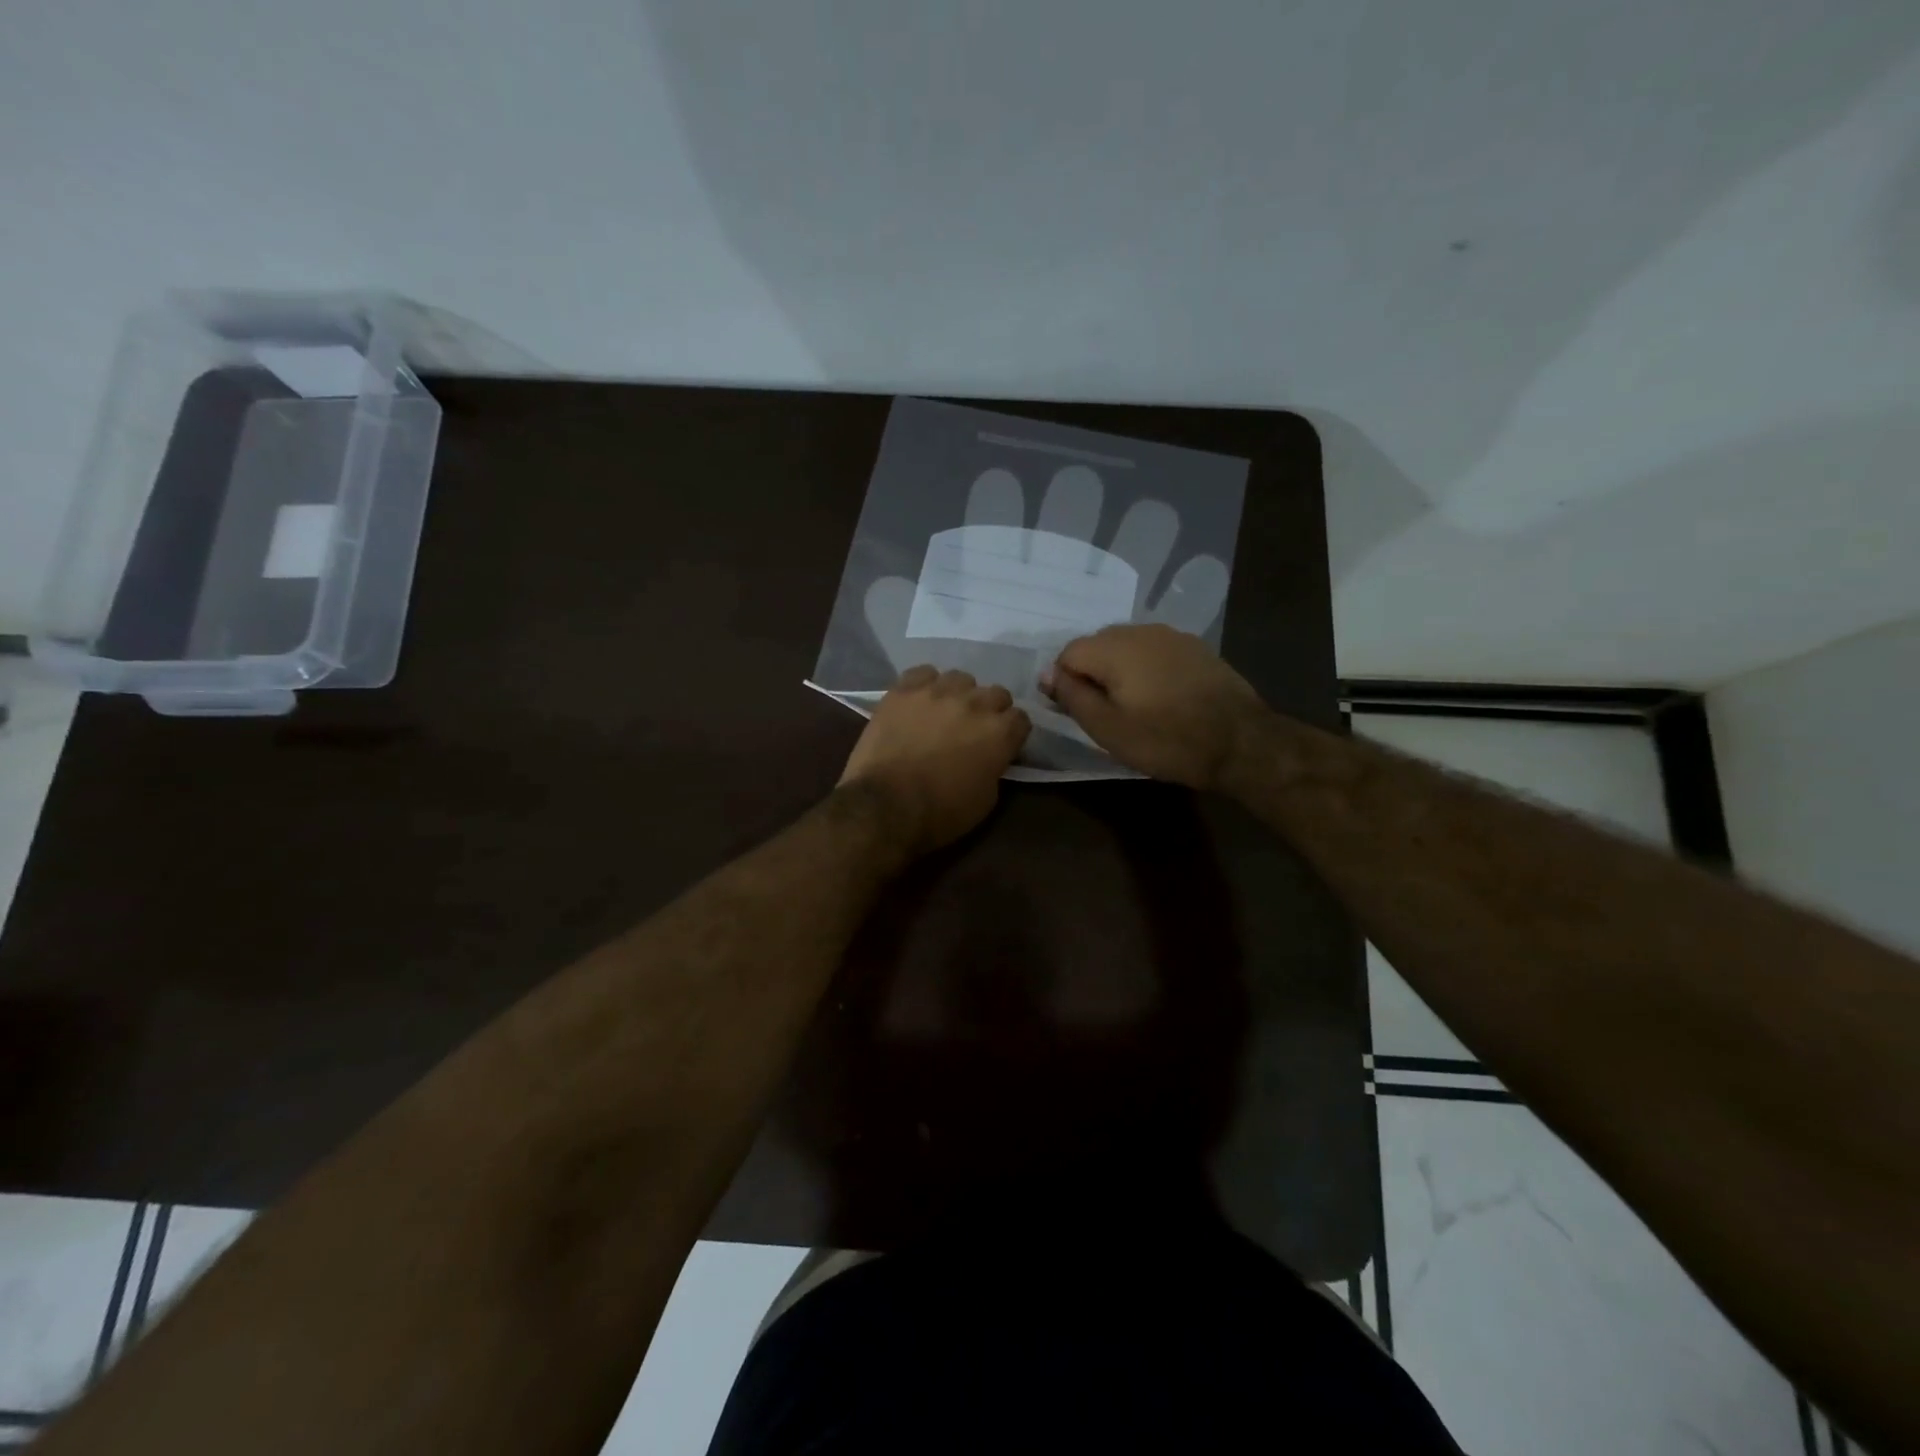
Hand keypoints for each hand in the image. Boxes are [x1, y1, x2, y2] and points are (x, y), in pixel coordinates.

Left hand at [840, 667, 1032, 851]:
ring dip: (958, 695)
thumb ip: (995, 766)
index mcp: (1000, 732)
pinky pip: (923, 673)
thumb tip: (990, 756)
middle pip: (996, 693)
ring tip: (944, 712)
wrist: (886, 805)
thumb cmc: (941, 813)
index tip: (1002, 745)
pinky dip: (925, 685)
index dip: (1012, 733)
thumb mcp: (986, 799)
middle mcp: (975, 703)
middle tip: (973, 730)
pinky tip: (918, 701)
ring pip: (960, 679)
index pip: (1021, 719)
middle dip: (990, 711)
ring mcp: (938, 691)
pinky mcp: (904, 690)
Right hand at [1040, 624, 1263, 790]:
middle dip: (1092, 674)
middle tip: (1104, 714)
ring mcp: (1172, 636)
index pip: (1068, 653)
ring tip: (1133, 707)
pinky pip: (1155, 652)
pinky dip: (1147, 670)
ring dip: (1120, 672)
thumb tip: (1047, 674)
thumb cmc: (1166, 740)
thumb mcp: (1107, 728)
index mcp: (1114, 647)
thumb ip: (1072, 696)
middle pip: (1097, 645)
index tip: (1078, 713)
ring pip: (1127, 647)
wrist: (1241, 742)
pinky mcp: (1196, 648)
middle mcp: (1140, 630)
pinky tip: (1161, 698)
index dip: (1064, 683)